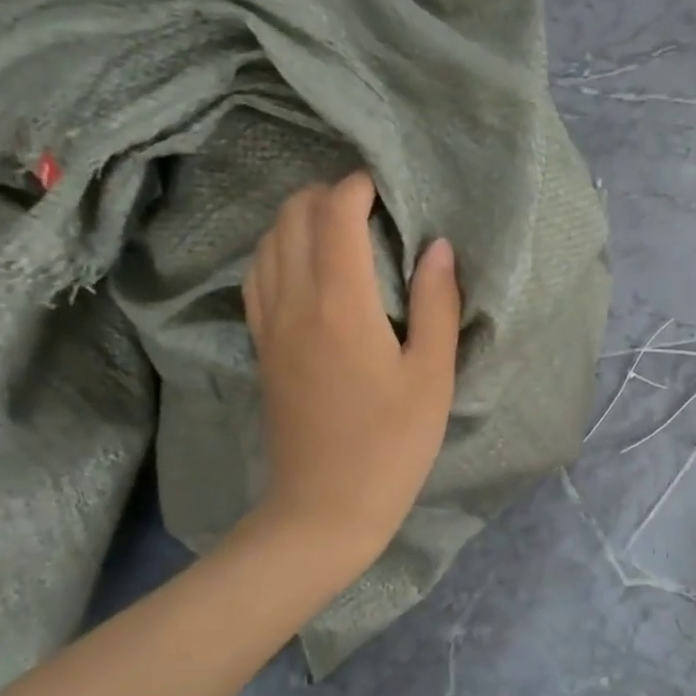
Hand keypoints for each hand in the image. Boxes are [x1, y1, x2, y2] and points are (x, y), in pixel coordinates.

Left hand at [244, 174, 460, 575]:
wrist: (324, 507)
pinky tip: (304, 266)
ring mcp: (269, 324)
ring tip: (338, 229)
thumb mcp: (432, 376)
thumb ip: (436, 304)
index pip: (335, 214)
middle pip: (293, 217)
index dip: (358, 188)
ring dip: (299, 220)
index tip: (385, 188)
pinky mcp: (261, 346)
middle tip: (368, 207)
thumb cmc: (391, 444)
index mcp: (340, 303)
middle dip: (327, 195)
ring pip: (268, 242)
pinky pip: (257, 276)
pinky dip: (278, 251)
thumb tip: (437, 247)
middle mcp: (294, 301)